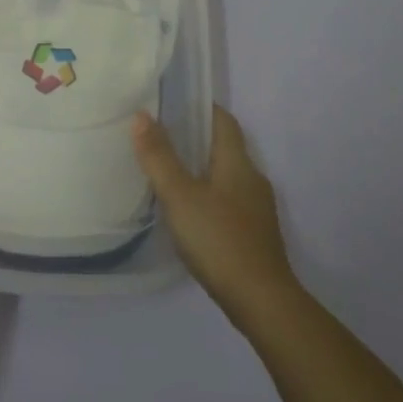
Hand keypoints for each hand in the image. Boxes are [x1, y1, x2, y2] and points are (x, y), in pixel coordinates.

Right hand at [133, 106, 297, 324]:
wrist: (261, 300)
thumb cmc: (219, 239)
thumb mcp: (180, 195)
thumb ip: (159, 157)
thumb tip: (141, 116)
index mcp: (238, 163)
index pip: (223, 120)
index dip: (201, 107)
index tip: (173, 102)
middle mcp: (252, 179)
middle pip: (224, 147)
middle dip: (195, 138)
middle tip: (158, 135)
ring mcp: (256, 208)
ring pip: (225, 176)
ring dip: (200, 168)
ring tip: (167, 171)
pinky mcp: (254, 233)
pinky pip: (227, 200)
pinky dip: (207, 195)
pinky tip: (187, 211)